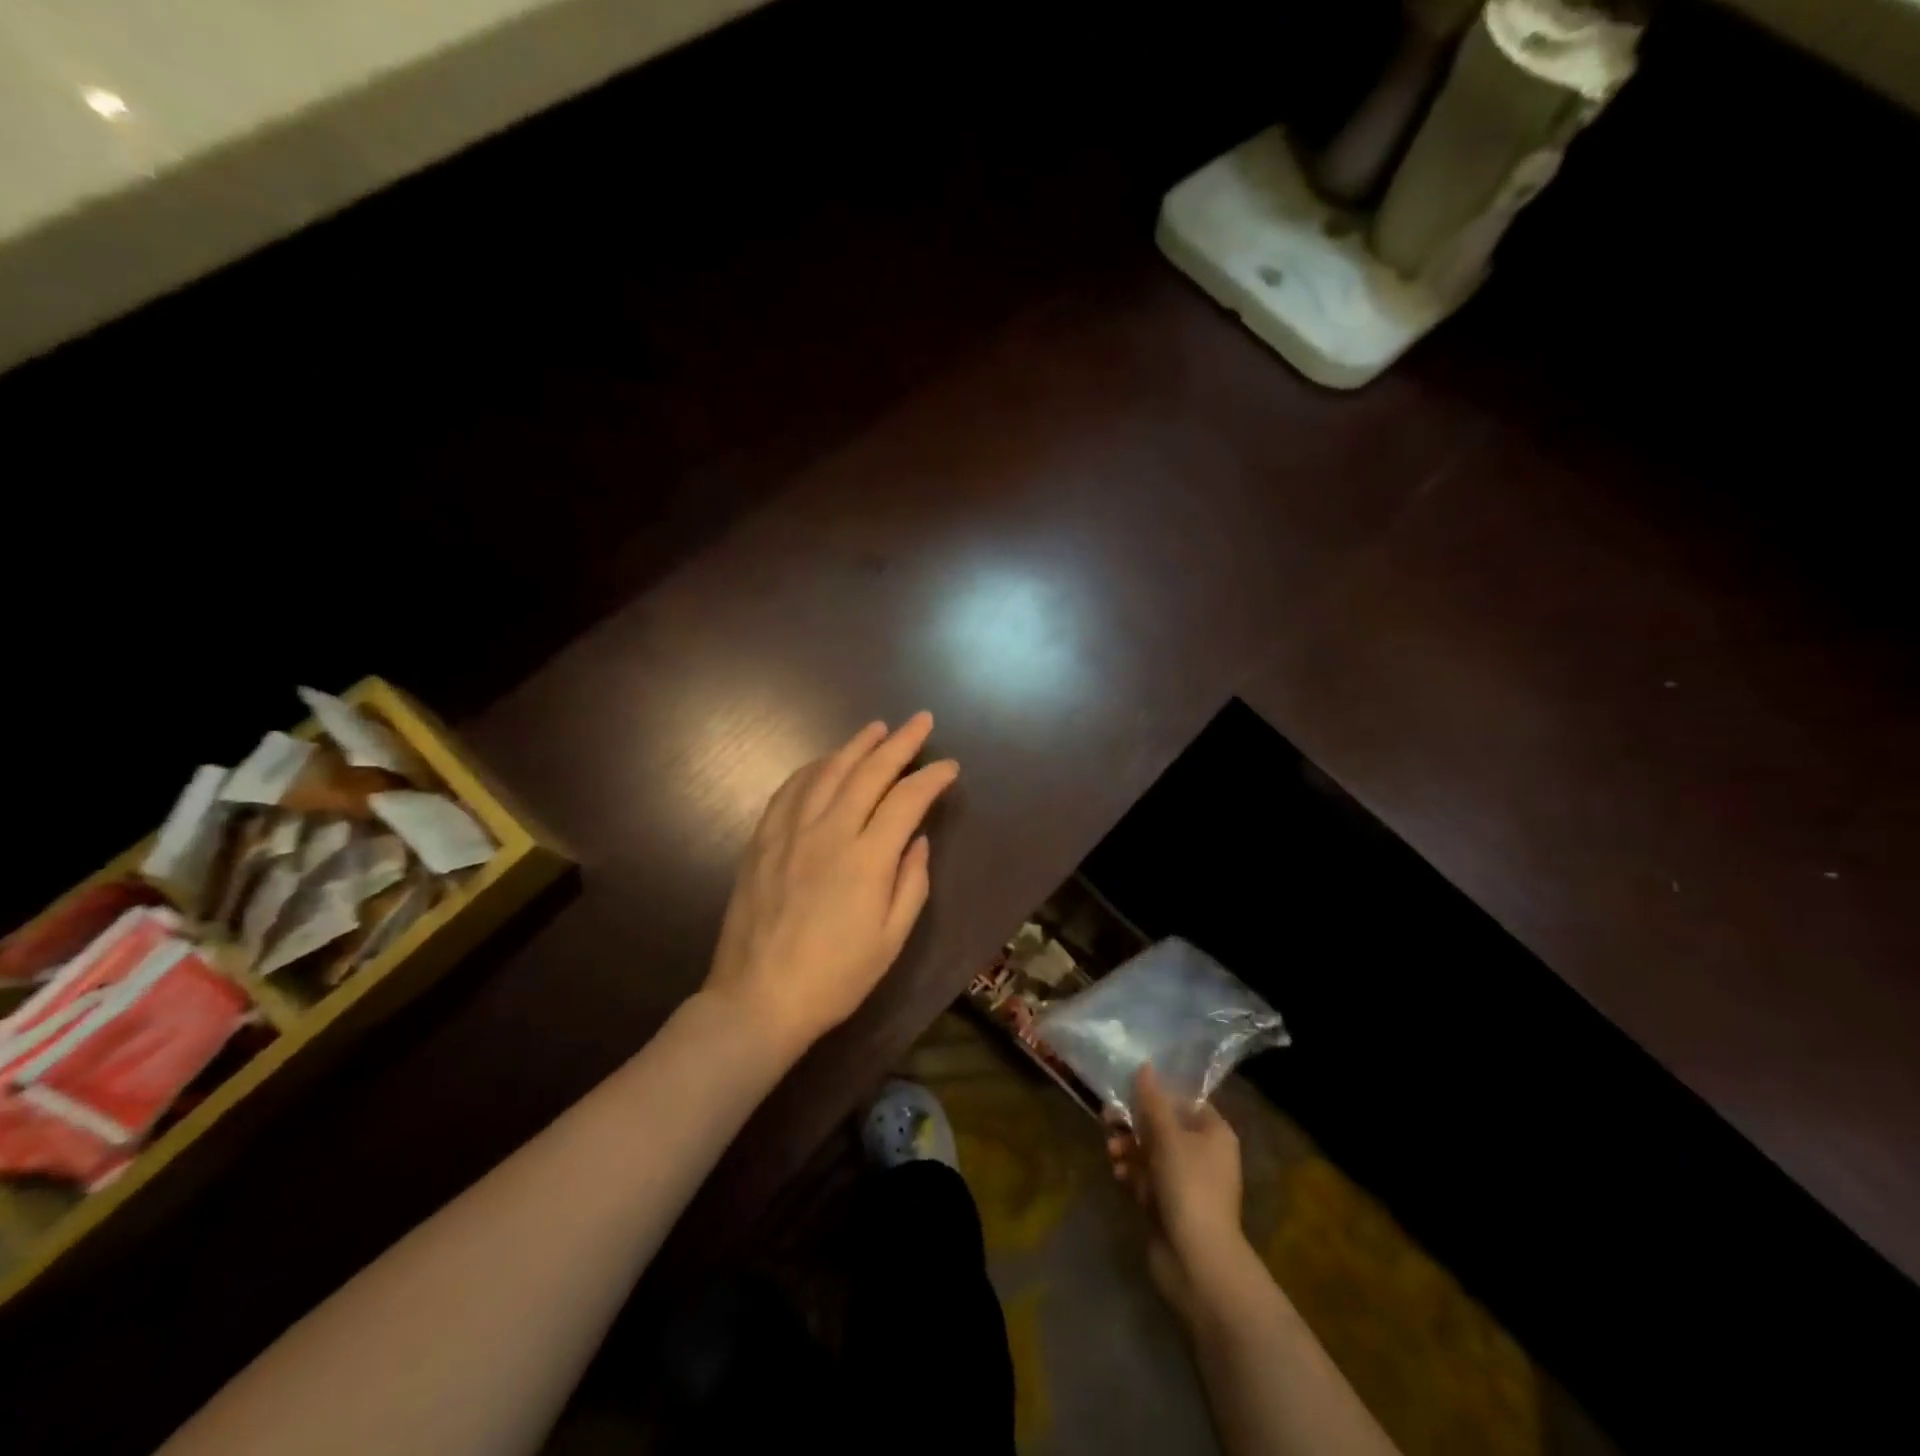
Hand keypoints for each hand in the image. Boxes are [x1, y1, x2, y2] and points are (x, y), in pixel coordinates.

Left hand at [704, 713, 958, 1056]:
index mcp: (867, 858)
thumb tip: (916, 839)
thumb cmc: (835, 977)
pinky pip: (789, 790)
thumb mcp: (891, 939)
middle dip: (900, 742)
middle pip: (869, 772)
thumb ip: (911, 883)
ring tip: (876, 729)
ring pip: (827, 772)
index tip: (949, 767)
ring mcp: (790, 832)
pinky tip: (824, 762)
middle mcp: (829, 832)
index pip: (906, 799)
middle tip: (920, 721)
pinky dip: (812, 768)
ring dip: (855, 745)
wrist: (758, 998)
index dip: (931, 778)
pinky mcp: (762, 840)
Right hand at [1106, 1064, 1245, 1320]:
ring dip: (1128, 1148)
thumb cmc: (1189, 1186)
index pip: (1185, 1100)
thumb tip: (1145, 1066)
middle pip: (1162, 1125)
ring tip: (1112, 1153)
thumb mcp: (1168, 1136)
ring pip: (1150, 1152)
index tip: (1128, 1089)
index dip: (1157, 1093)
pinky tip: (1119, 1176)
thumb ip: (1152, 1101)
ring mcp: (1185, 1181)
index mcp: (1214, 1133)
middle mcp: (1203, 1153)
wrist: (1197, 1261)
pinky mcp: (1169, 1205)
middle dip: (1134, 1123)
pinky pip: (1146, 1178)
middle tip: (1108, 1119)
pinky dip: (1132, 1174)